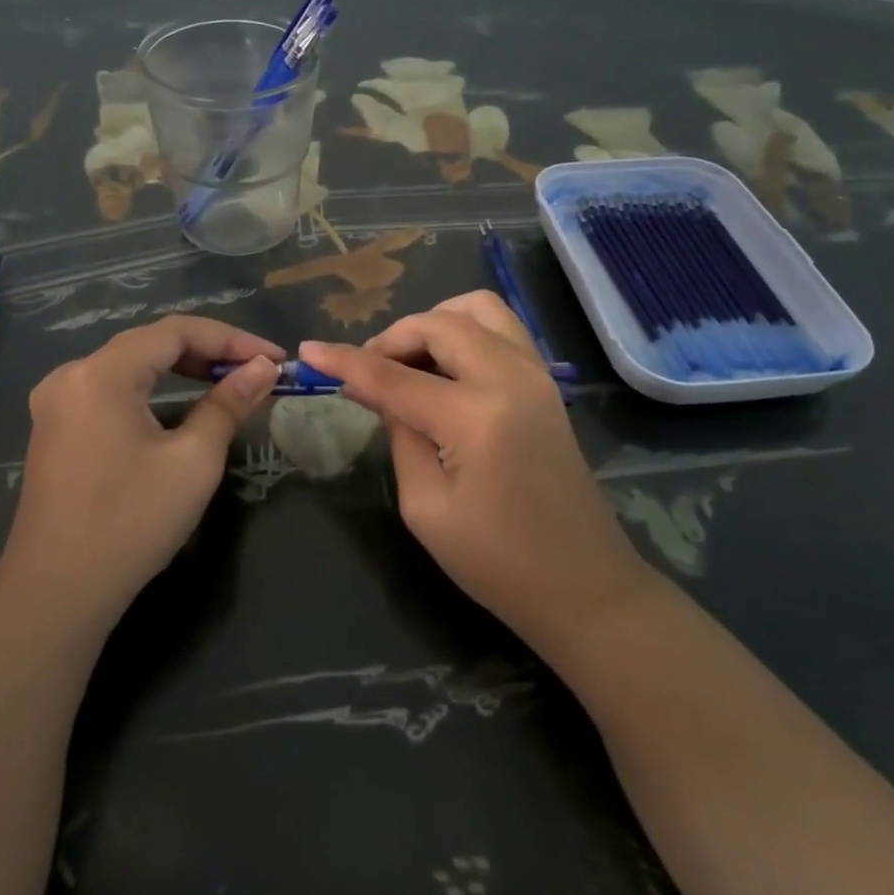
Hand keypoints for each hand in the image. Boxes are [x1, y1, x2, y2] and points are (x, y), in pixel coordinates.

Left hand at [0, 317, 282, 628]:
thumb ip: (229, 403)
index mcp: (100, 373)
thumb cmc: (130, 522)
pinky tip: (180, 405)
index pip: (175, 331)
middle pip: (150, 343)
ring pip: (131, 365)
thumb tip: (264, 368)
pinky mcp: (56, 429)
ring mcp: (58, 403)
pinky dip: (152, 389)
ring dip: (181, 368)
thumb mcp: (193, 460)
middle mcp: (71, 375)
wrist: (56, 596)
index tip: (273, 358)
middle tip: (255, 370)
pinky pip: (112, 390)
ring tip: (226, 381)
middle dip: (208, 351)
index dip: (231, 339)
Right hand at [303, 293, 647, 660]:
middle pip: (438, 323)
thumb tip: (381, 391)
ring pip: (477, 309)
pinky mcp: (546, 381)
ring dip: (434, 323)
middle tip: (368, 371)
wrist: (585, 585)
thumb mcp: (426, 508)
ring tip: (409, 361)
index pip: (393, 376)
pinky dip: (464, 330)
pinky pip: (500, 328)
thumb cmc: (498, 563)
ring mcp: (536, 373)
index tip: (308, 352)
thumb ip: (400, 435)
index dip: (345, 361)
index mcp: (475, 416)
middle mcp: (510, 377)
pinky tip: (445, 366)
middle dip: (393, 337)